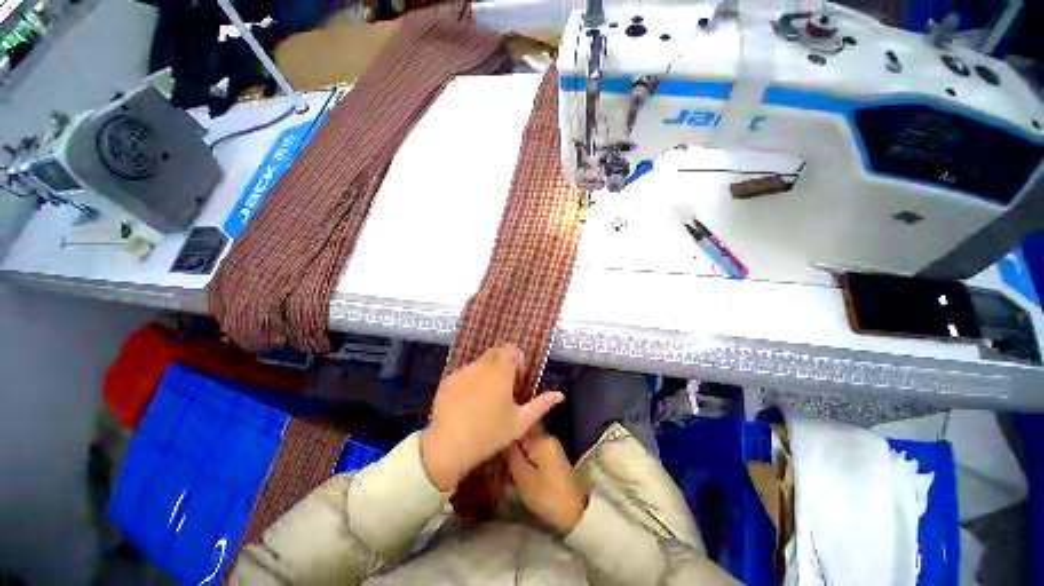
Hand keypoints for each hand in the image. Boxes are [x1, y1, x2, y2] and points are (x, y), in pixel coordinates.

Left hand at [420, 346, 564, 491]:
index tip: (518, 377)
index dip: (518, 359)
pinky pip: (465, 372)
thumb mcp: (520, 422)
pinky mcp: (448, 380)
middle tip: (505, 385)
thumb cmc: (490, 433)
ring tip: (487, 395)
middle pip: (496, 352)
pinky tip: (470, 401)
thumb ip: (541, 405)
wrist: (449, 446)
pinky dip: (472, 379)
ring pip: (480, 362)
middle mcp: (481, 365)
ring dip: (488, 370)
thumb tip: (560, 395)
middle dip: (504, 362)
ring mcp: (462, 371)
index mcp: (501, 371)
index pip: (511, 349)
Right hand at [507, 432, 588, 532]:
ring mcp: (551, 446)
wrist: (576, 513)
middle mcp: (547, 437)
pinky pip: (533, 452)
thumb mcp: (524, 478)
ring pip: (526, 445)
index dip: (504, 440)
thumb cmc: (548, 496)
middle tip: (498, 466)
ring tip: (505, 471)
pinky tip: (517, 474)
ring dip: (516, 456)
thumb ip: (511, 455)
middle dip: (510, 449)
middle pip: (521, 436)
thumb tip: (502, 438)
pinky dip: (524, 460)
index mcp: (541, 439)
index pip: (516, 430)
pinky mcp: (552, 456)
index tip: (495, 452)